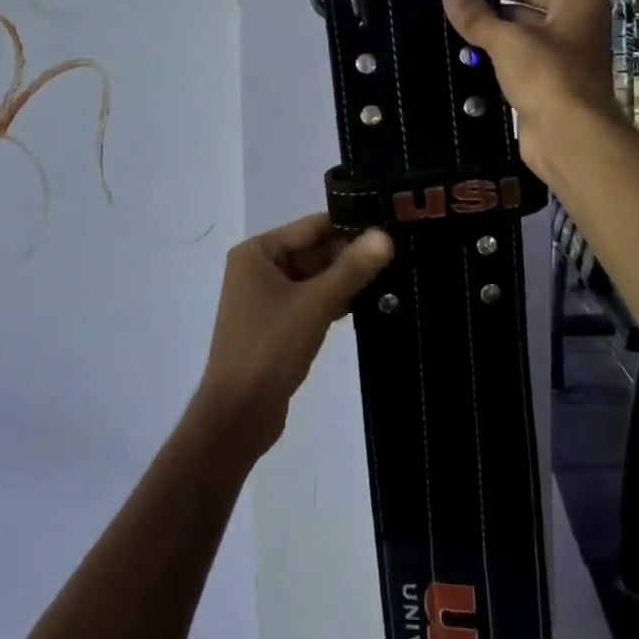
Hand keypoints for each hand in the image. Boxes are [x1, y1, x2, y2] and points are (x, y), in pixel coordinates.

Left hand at [194, 214, 393, 457]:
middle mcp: (257, 268)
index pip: (312, 226)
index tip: (391, 223)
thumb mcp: (316, 303)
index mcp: (257, 252)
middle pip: (313, 251)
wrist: (238, 414)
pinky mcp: (275, 325)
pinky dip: (334, 301)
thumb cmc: (271, 348)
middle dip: (351, 255)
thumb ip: (352, 268)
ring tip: (393, 275)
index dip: (351, 224)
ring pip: (314, 278)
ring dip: (346, 280)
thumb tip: (385, 235)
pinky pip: (310, 301)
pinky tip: (369, 304)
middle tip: (400, 253)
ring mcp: (265, 298)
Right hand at [440, 0, 622, 178]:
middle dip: (489, 15)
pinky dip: (498, 67)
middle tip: (449, 17)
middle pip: (525, 10)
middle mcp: (576, 27)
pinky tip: (468, 67)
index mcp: (576, 4)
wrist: (570, 137)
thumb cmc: (546, 76)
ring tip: (451, 40)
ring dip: (491, 43)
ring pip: (520, 42)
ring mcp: (566, 60)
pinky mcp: (551, 88)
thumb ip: (476, 15)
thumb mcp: (506, 41)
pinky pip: (520, 68)